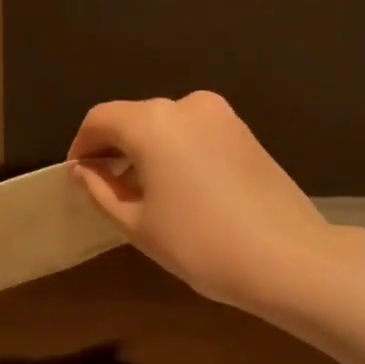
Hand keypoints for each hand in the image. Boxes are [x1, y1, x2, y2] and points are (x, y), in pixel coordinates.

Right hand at [66, 92, 332, 311]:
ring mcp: (221, 116)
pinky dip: (176, 152)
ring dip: (146, 151)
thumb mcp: (137, 224)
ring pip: (166, 125)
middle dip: (115, 148)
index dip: (82, 145)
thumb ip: (101, 190)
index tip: (78, 176)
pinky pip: (195, 134)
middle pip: (134, 118)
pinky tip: (180, 190)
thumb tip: (82, 170)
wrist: (286, 258)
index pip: (100, 119)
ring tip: (144, 194)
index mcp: (152, 123)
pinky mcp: (245, 133)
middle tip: (107, 189)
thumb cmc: (199, 244)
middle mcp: (186, 105)